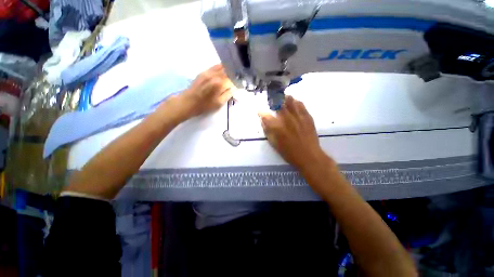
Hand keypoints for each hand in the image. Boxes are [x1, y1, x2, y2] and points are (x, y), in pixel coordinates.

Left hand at [177, 64, 233, 118]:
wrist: (188, 102)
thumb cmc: (205, 105)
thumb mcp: (219, 103)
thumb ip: (229, 94)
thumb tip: (234, 87)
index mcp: (220, 84)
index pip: (233, 80)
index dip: (237, 83)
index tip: (239, 86)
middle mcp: (215, 75)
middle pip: (228, 72)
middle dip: (233, 76)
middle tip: (235, 81)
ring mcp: (208, 72)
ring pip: (222, 68)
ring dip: (228, 71)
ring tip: (231, 76)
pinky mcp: (203, 72)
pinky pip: (215, 67)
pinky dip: (221, 68)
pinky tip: (223, 71)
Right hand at [259, 95, 325, 169]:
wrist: (309, 156)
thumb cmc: (289, 153)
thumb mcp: (274, 144)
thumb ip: (268, 131)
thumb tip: (263, 122)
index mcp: (277, 128)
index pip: (266, 116)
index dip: (261, 112)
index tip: (260, 111)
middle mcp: (287, 119)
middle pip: (278, 103)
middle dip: (273, 101)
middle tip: (272, 102)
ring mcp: (298, 116)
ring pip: (290, 100)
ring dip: (284, 99)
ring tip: (282, 100)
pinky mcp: (307, 117)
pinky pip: (301, 104)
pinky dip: (296, 103)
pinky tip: (294, 104)